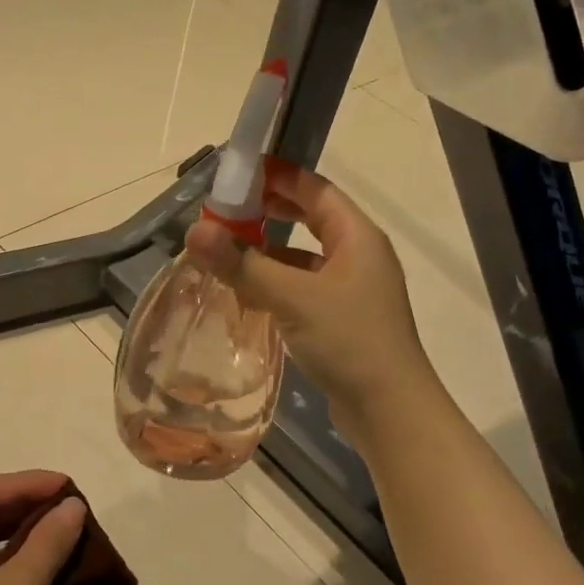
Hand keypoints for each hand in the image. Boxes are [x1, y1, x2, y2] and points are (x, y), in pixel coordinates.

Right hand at [184, 160, 434, 433]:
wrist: (389, 411)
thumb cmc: (349, 341)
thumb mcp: (293, 298)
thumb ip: (243, 264)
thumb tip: (194, 231)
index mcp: (357, 236)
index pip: (314, 189)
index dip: (276, 177)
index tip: (236, 173)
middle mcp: (357, 255)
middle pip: (309, 218)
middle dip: (267, 212)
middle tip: (224, 211)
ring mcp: (350, 288)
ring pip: (302, 257)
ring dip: (267, 251)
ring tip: (225, 250)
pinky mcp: (340, 318)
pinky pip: (302, 287)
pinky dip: (275, 283)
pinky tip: (246, 293)